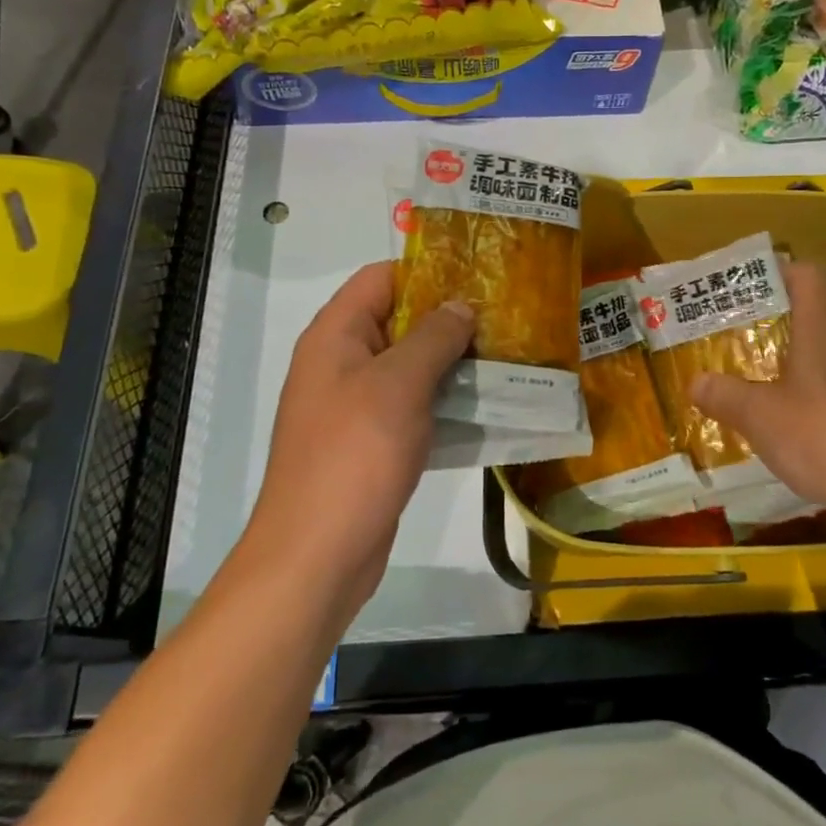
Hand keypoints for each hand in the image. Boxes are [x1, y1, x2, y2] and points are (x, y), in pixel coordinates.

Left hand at [244, 263, 473, 615]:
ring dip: (452, 362)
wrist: (317, 554)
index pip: (381, 278)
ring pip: (410, 367)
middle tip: (505, 318)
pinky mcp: (372, 442)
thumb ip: (433, 337)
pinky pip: (412, 407)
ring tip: (507, 355)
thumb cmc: (355, 455)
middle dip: (449, 319)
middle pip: (398, 321)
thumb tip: (460, 306)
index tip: (479, 277)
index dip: (427, 271)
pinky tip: (487, 405)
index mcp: (336, 335)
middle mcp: (342, 362)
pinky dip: (444, 401)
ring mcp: (356, 405)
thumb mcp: (399, 384)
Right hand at [689, 259, 825, 538]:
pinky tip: (811, 423)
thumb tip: (695, 382)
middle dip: (784, 322)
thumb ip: (725, 396)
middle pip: (821, 312)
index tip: (752, 288)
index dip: (781, 272)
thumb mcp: (760, 418)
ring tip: (773, 383)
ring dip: (808, 359)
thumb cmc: (823, 437)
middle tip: (748, 341)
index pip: (808, 274)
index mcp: (823, 326)